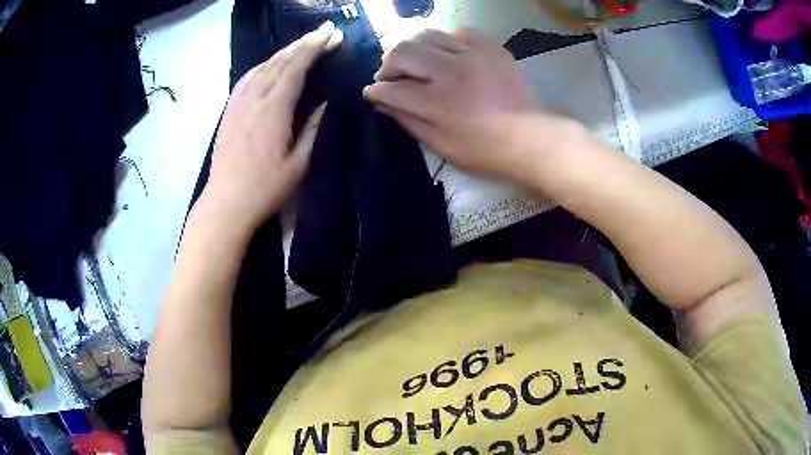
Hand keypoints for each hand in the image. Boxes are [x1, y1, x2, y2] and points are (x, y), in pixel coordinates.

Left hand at [200, 21, 342, 230]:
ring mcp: (237, 104)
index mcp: (273, 110)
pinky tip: (270, 64)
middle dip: (303, 43)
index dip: (314, 47)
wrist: (225, 203)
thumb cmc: (264, 189)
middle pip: (279, 61)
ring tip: (302, 44)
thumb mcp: (298, 164)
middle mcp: (253, 99)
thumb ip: (312, 129)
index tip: (331, 33)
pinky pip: (247, 78)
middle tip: (324, 31)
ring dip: (284, 52)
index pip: (295, 67)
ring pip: (262, 66)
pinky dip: (263, 65)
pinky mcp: (229, 111)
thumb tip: (324, 103)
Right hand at [364, 29, 576, 183]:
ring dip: (413, 49)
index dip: (376, 91)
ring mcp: (472, 55)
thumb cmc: (484, 150)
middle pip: (402, 52)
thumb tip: (381, 104)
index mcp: (437, 103)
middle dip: (388, 64)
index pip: (392, 89)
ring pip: (426, 35)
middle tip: (391, 76)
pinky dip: (446, 41)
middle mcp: (450, 72)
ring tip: (417, 63)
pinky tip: (448, 54)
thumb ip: (408, 121)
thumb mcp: (441, 145)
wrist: (530, 137)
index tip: (372, 92)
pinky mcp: (490, 47)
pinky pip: (458, 32)